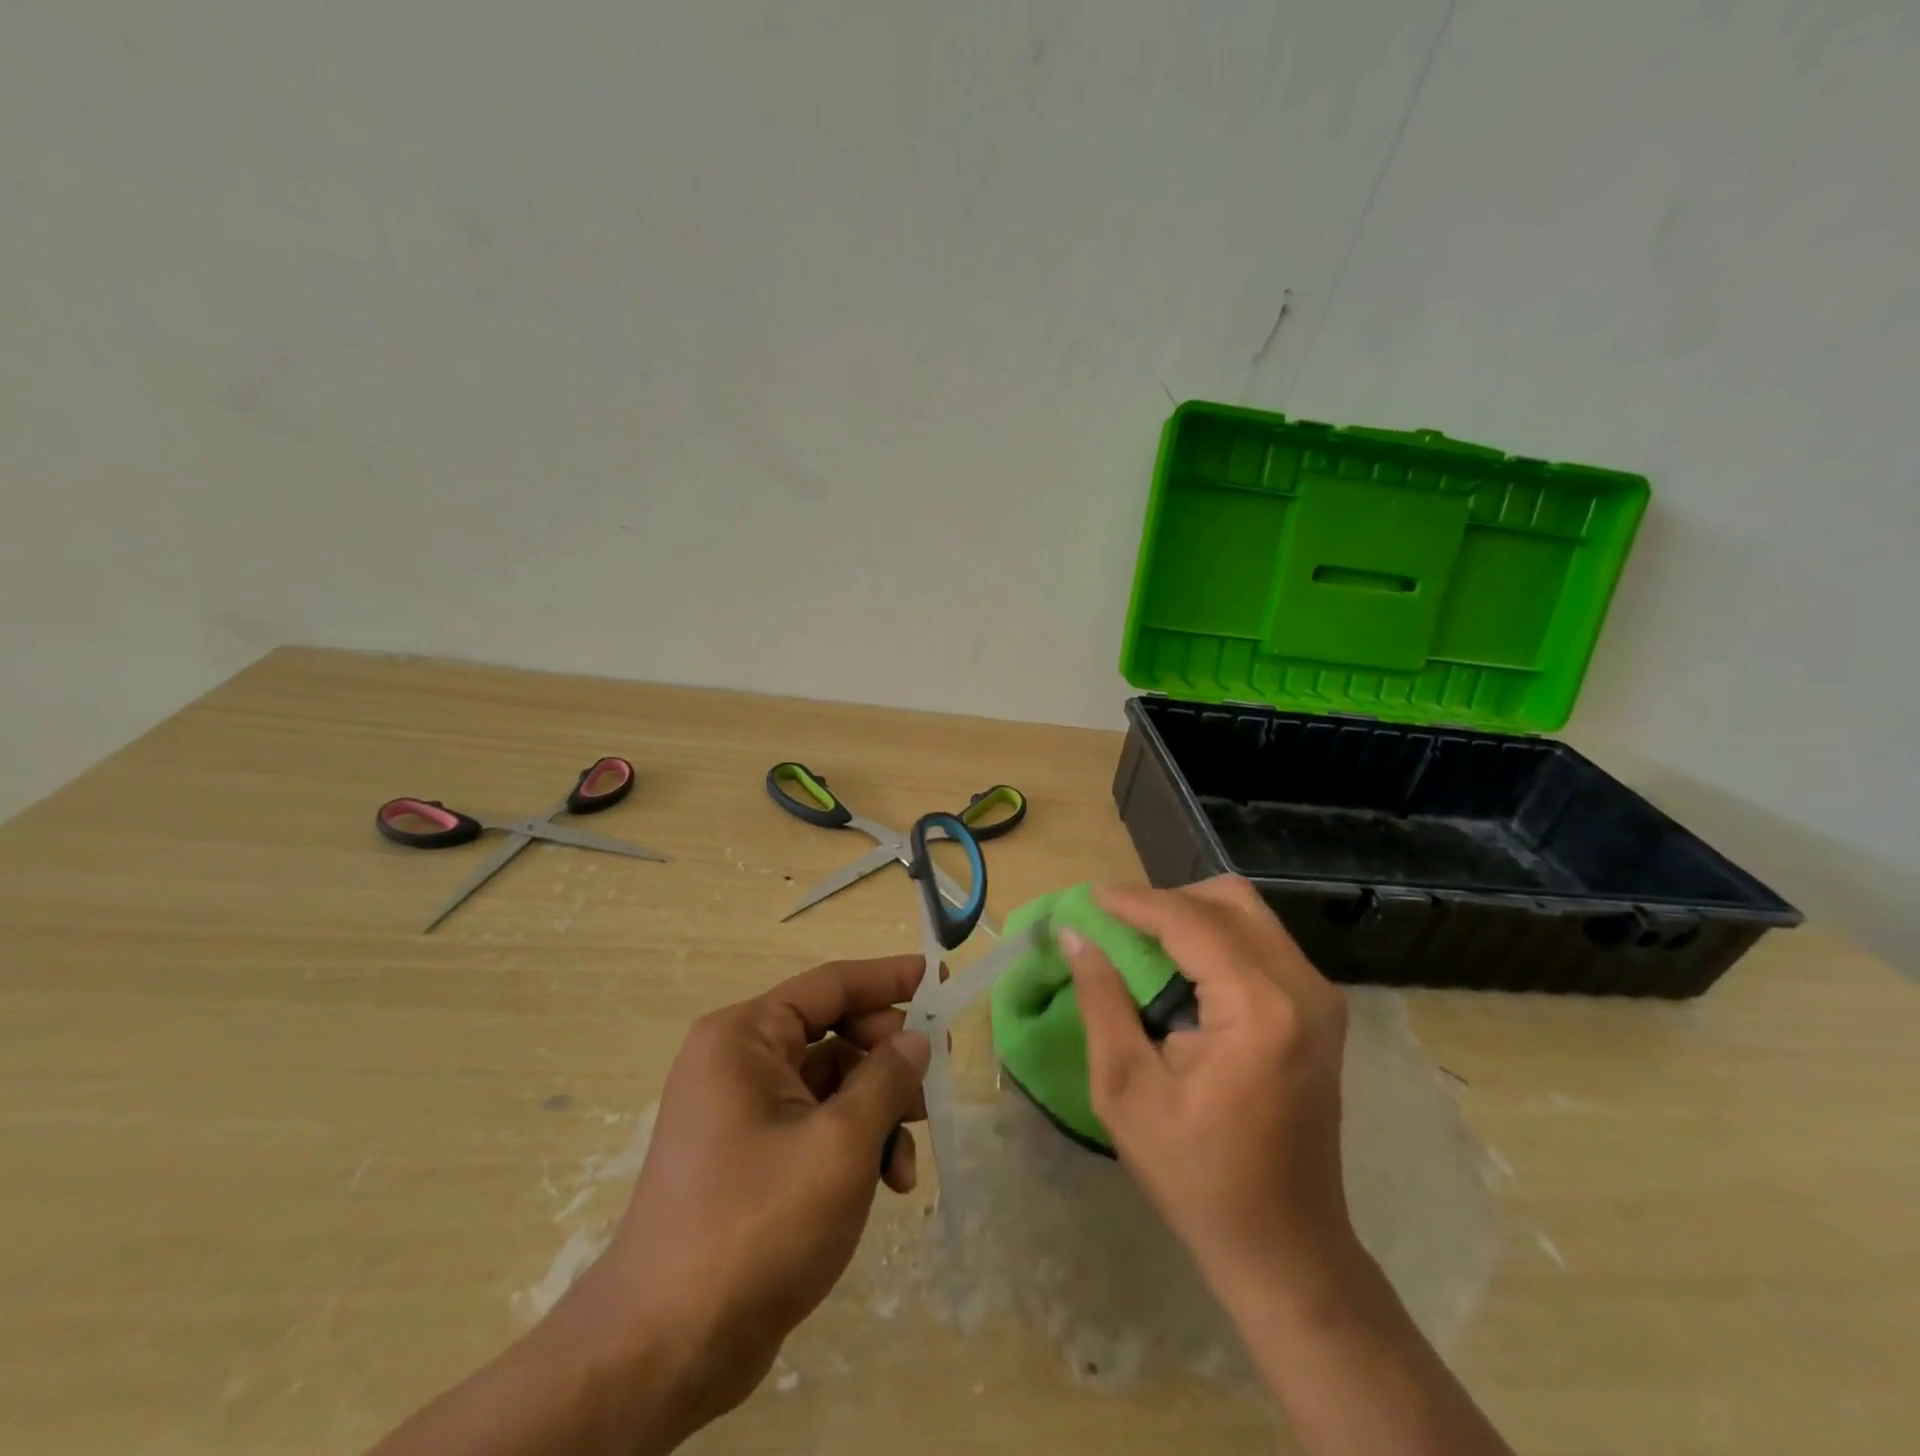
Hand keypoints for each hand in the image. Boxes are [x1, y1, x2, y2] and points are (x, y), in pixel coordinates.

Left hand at [549, 955, 930, 1442]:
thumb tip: (915, 1041)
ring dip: (877, 1113)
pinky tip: (884, 1185)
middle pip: (834, 1035)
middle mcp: (737, 1062)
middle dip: (886, 1062)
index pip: (829, 984)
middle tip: (931, 1086)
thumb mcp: (839, 1143)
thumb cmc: (757, 1224)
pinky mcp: (750, 1157)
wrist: (666, 1350)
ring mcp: (741, 1112)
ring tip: (905, 1163)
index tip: (935, 976)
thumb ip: (887, 1079)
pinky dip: (853, 1145)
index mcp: (745, 1037)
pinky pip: (815, 1125)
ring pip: (831, 1085)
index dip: (886, 978)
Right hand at [1061, 877, 1354, 1304]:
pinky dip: (1216, 937)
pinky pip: (1263, 942)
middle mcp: (1303, 988)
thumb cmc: (1197, 1175)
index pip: (1190, 922)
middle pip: (1230, 900)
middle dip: (1167, 900)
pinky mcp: (1321, 1011)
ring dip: (1192, 915)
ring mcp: (1320, 998)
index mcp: (1260, 1009)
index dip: (1135, 902)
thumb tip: (1076, 936)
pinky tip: (1181, 967)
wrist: (1285, 1246)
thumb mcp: (1126, 1090)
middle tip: (1118, 922)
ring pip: (1249, 915)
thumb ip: (1101, 1002)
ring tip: (1142, 941)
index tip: (1089, 898)